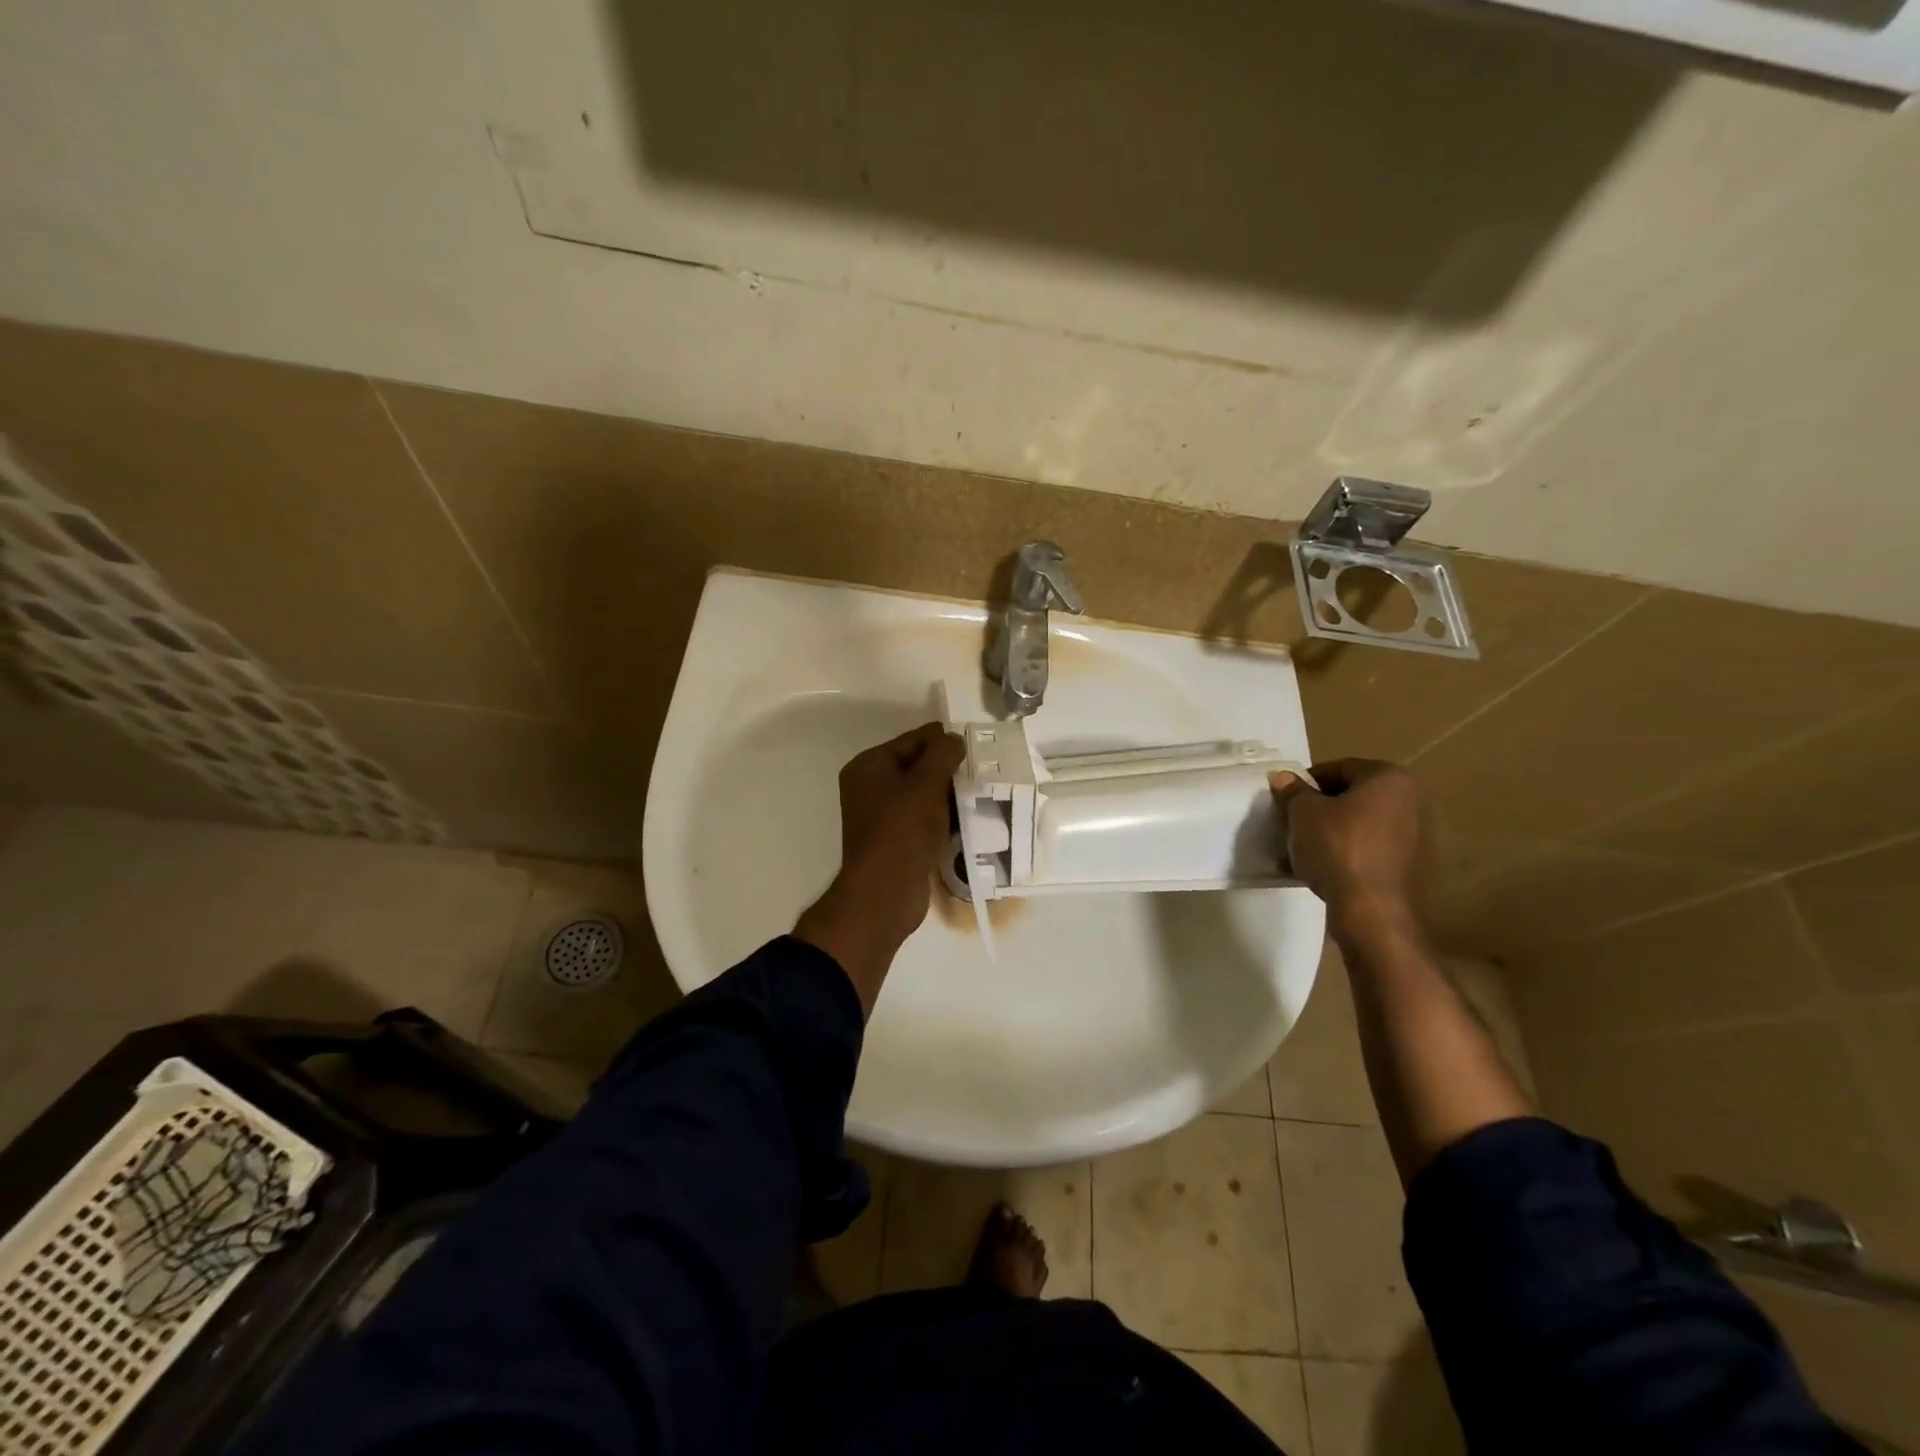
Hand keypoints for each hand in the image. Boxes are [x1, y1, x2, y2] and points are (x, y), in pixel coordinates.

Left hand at [794, 722, 965, 1014]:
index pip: (914, 739)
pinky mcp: (896, 840)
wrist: (885, 892)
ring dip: (949, 795)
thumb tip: (955, 739)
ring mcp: (881, 815)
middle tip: (984, 773)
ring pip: (923, 794)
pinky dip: (943, 817)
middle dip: (949, 769)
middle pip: (918, 766)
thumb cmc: (902, 830)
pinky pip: (923, 819)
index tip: (979, 749)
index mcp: (870, 765)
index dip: (945, 741)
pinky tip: (969, 821)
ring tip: (982, 795)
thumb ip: (943, 754)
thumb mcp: (926, 783)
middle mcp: (870, 786)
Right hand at [1269, 760, 1423, 932]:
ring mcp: (1416, 835)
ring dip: (1334, 830)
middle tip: (1293, 821)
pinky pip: (1371, 848)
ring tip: (1306, 846)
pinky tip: (1326, 866)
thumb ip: (1293, 791)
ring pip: (1361, 823)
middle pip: (1353, 795)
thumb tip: (1282, 777)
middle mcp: (1411, 800)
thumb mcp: (1303, 813)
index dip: (1307, 782)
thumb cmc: (1338, 848)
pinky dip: (1349, 851)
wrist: (1372, 910)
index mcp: (1389, 778)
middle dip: (1322, 806)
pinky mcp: (1411, 866)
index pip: (1339, 768)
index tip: (1286, 799)